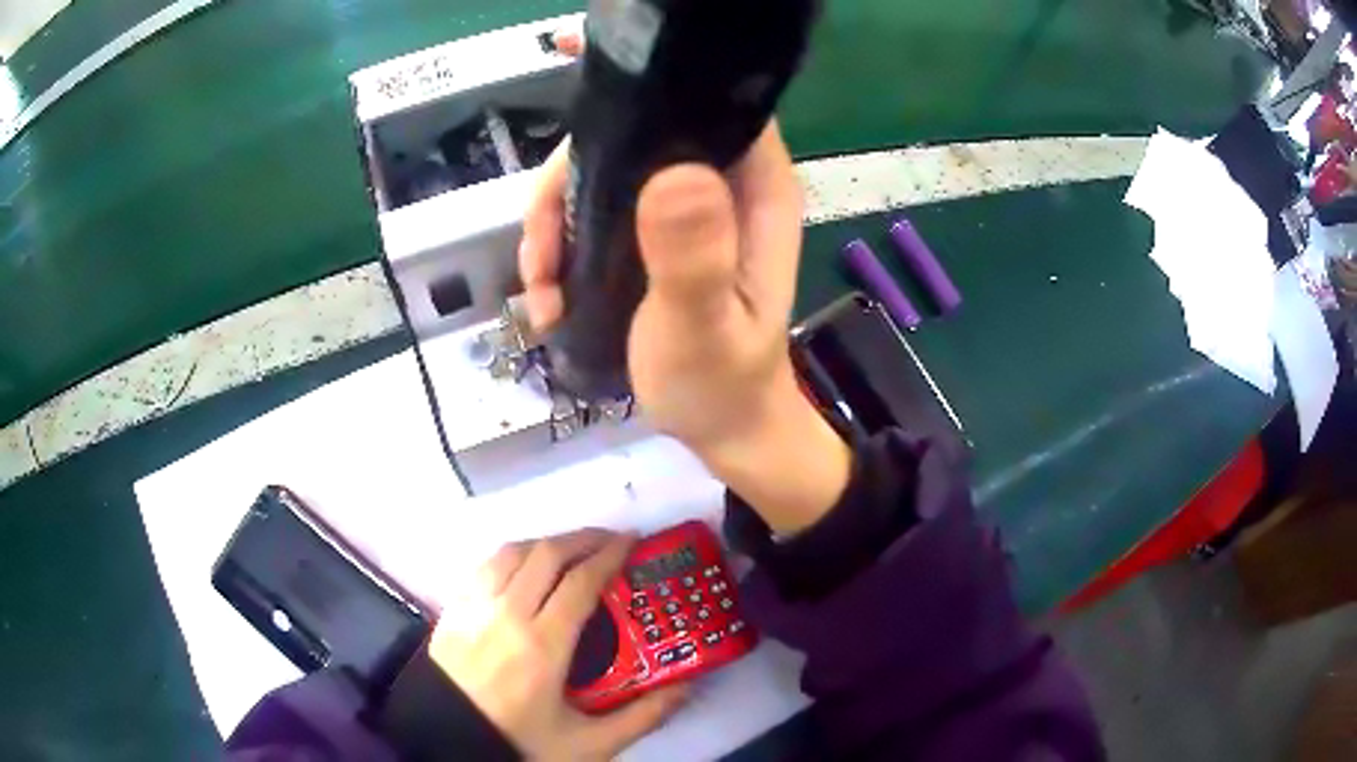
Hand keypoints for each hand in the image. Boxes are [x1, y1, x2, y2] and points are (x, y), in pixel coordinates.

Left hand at [430, 530, 686, 759]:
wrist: (451, 742)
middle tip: (610, 540)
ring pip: (512, 552)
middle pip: (547, 554)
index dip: (610, 555)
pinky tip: (524, 565)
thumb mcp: (589, 743)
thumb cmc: (521, 741)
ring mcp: (474, 608)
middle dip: (583, 538)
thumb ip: (642, 717)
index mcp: (543, 646)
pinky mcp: (452, 610)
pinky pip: (484, 566)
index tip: (632, 540)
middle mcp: (506, 615)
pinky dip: (511, 555)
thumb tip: (687, 686)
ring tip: (571, 548)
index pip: (580, 581)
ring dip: (547, 542)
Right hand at [519, 34, 850, 534]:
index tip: (574, 63)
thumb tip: (672, 171)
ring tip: (541, 288)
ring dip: (552, 223)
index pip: (705, 97)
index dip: (646, 75)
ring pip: (599, 174)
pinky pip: (590, 213)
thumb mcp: (703, 329)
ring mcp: (680, 207)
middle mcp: (718, 181)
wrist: (721, 430)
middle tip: (541, 251)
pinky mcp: (650, 234)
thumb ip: (693, 257)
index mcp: (751, 186)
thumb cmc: (722, 386)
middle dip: (567, 180)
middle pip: (630, 134)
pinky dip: (558, 247)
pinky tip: (548, 297)